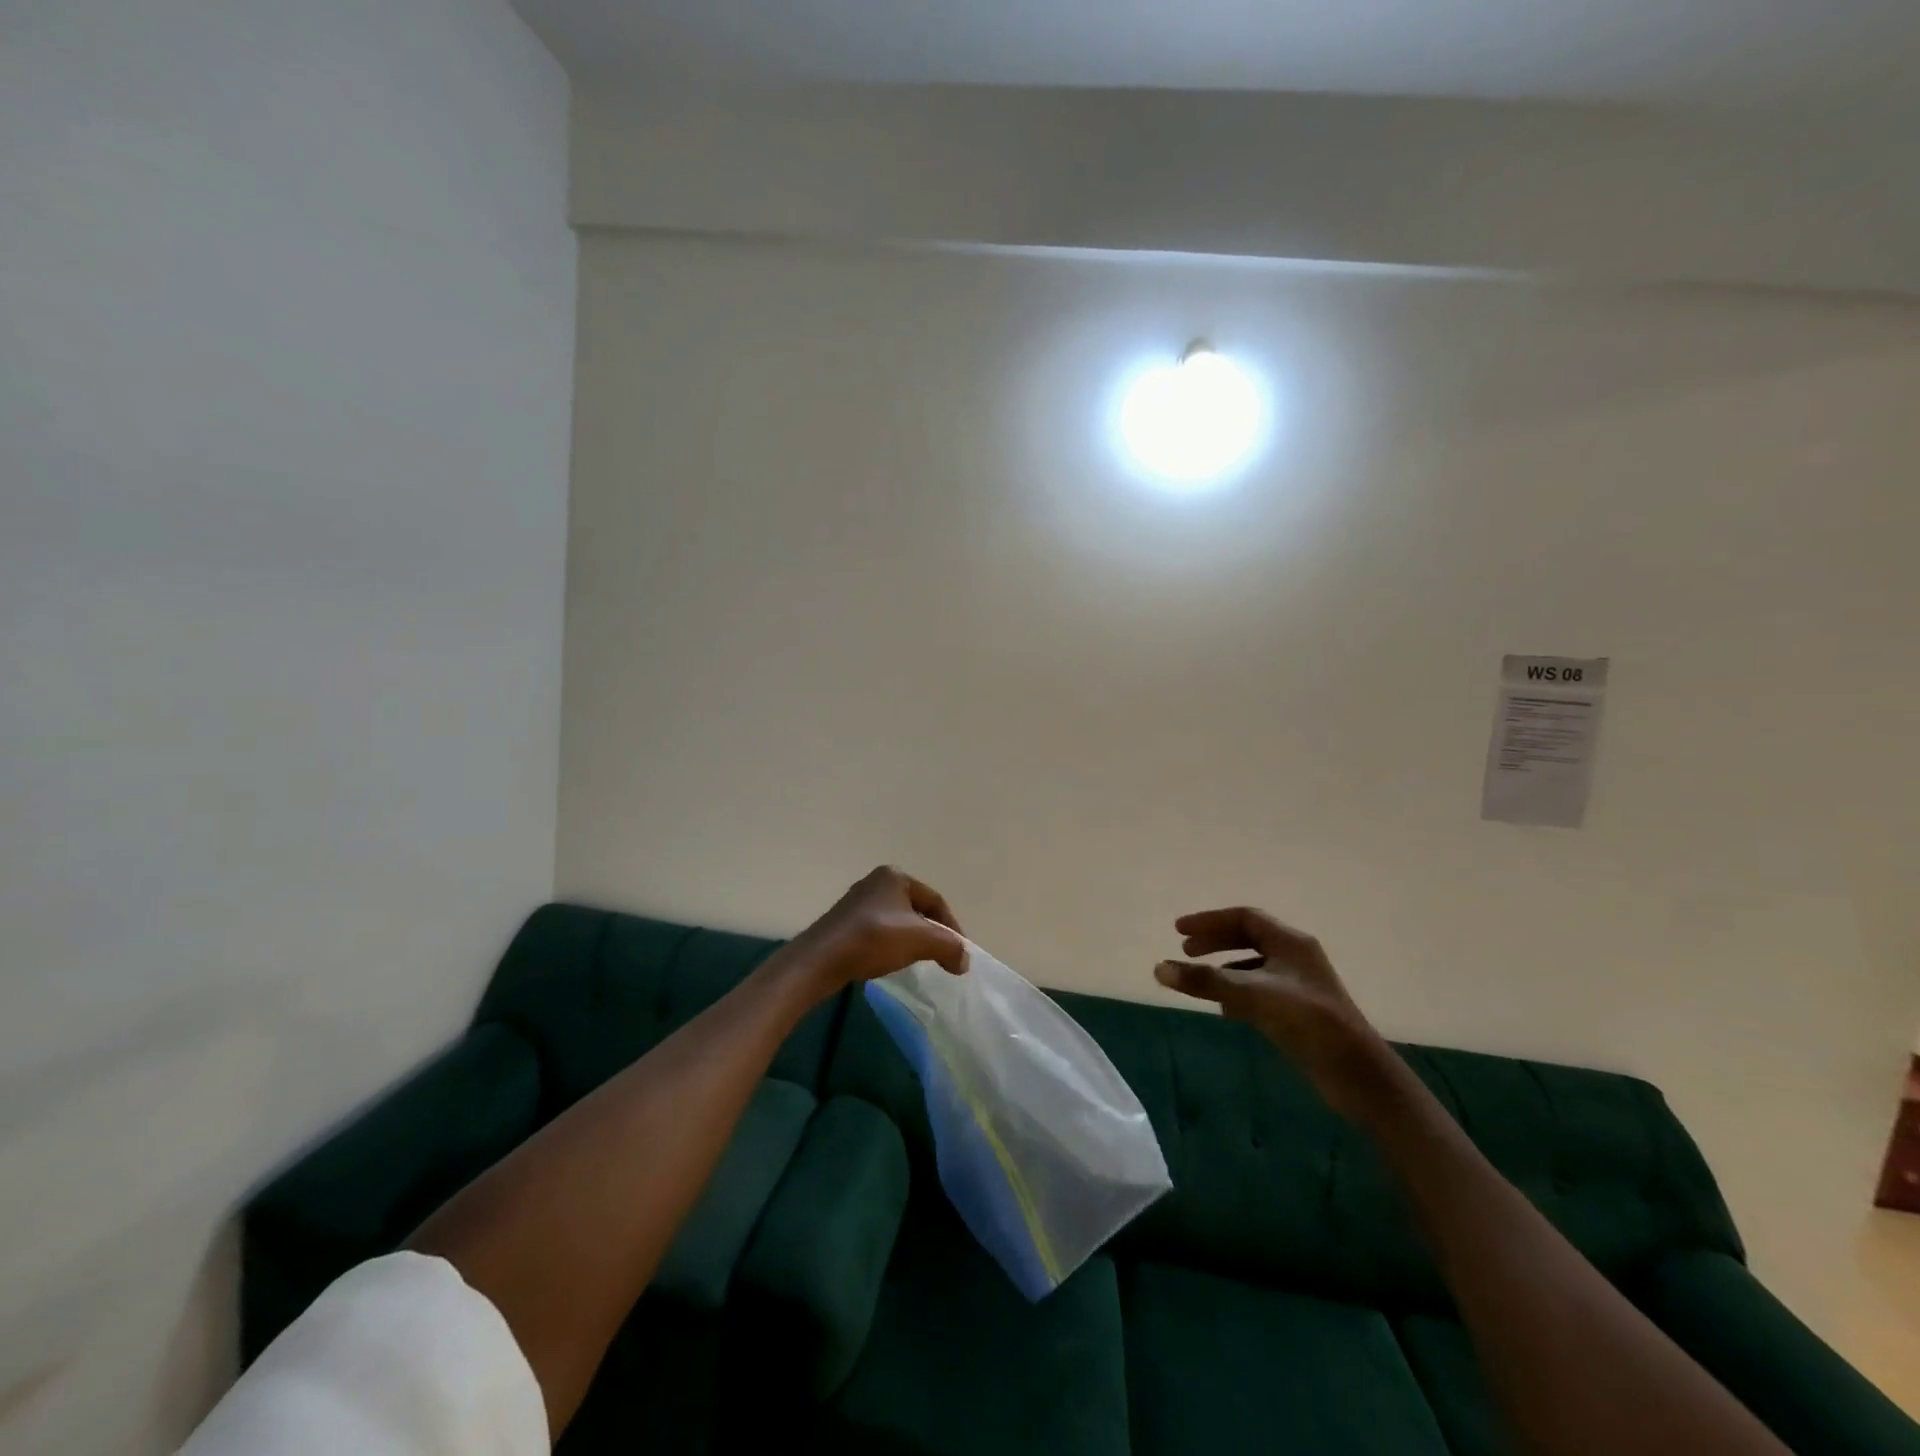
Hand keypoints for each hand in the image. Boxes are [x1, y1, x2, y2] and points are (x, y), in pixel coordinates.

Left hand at [785, 866, 967, 990]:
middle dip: (932, 933)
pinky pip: (878, 931)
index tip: (959, 954)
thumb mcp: (921, 940)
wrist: (820, 960)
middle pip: (916, 910)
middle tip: (942, 957)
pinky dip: (891, 945)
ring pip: (897, 921)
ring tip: (918, 961)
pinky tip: (890, 961)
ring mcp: (857, 902)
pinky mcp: (844, 922)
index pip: (935, 901)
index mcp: (895, 876)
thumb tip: (964, 960)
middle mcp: (876, 882)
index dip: (952, 928)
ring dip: (911, 940)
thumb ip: (949, 947)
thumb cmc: (874, 939)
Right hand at [1154, 907, 1392, 1120]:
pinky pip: (1260, 989)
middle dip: (1214, 942)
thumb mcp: (1252, 995)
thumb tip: (1159, 968)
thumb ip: (1205, 981)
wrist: (1357, 1074)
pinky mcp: (1299, 1011)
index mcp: (1290, 942)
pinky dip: (1238, 992)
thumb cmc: (1307, 1022)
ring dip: (1225, 967)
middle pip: (1248, 937)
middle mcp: (1295, 957)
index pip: (1244, 918)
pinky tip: (1226, 1009)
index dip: (1209, 921)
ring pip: (1254, 965)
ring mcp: (1299, 984)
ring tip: (1201, 980)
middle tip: (1185, 952)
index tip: (1178, 931)